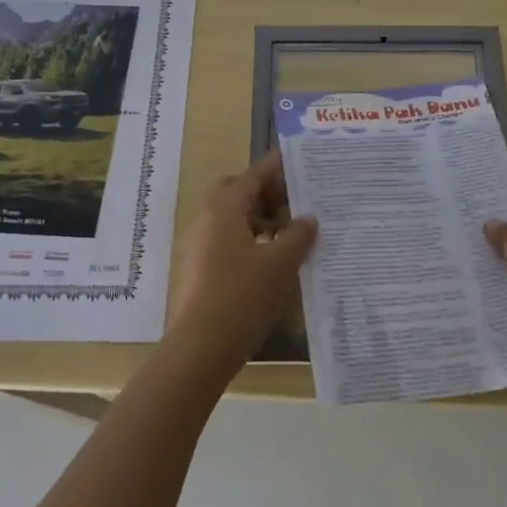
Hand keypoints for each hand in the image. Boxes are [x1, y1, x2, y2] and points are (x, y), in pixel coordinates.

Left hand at [167, 151, 317, 370]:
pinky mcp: (199, 268)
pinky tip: (270, 259)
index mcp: (224, 208)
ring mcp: (199, 244)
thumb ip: (298, 236)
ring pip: (230, 217)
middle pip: (236, 192)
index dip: (275, 168)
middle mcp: (207, 219)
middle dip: (263, 192)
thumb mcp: (281, 263)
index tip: (296, 159)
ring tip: (289, 233)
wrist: (200, 346)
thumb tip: (308, 218)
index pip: (253, 176)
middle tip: (292, 202)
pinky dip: (248, 239)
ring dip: (258, 218)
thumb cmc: (243, 295)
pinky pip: (226, 239)